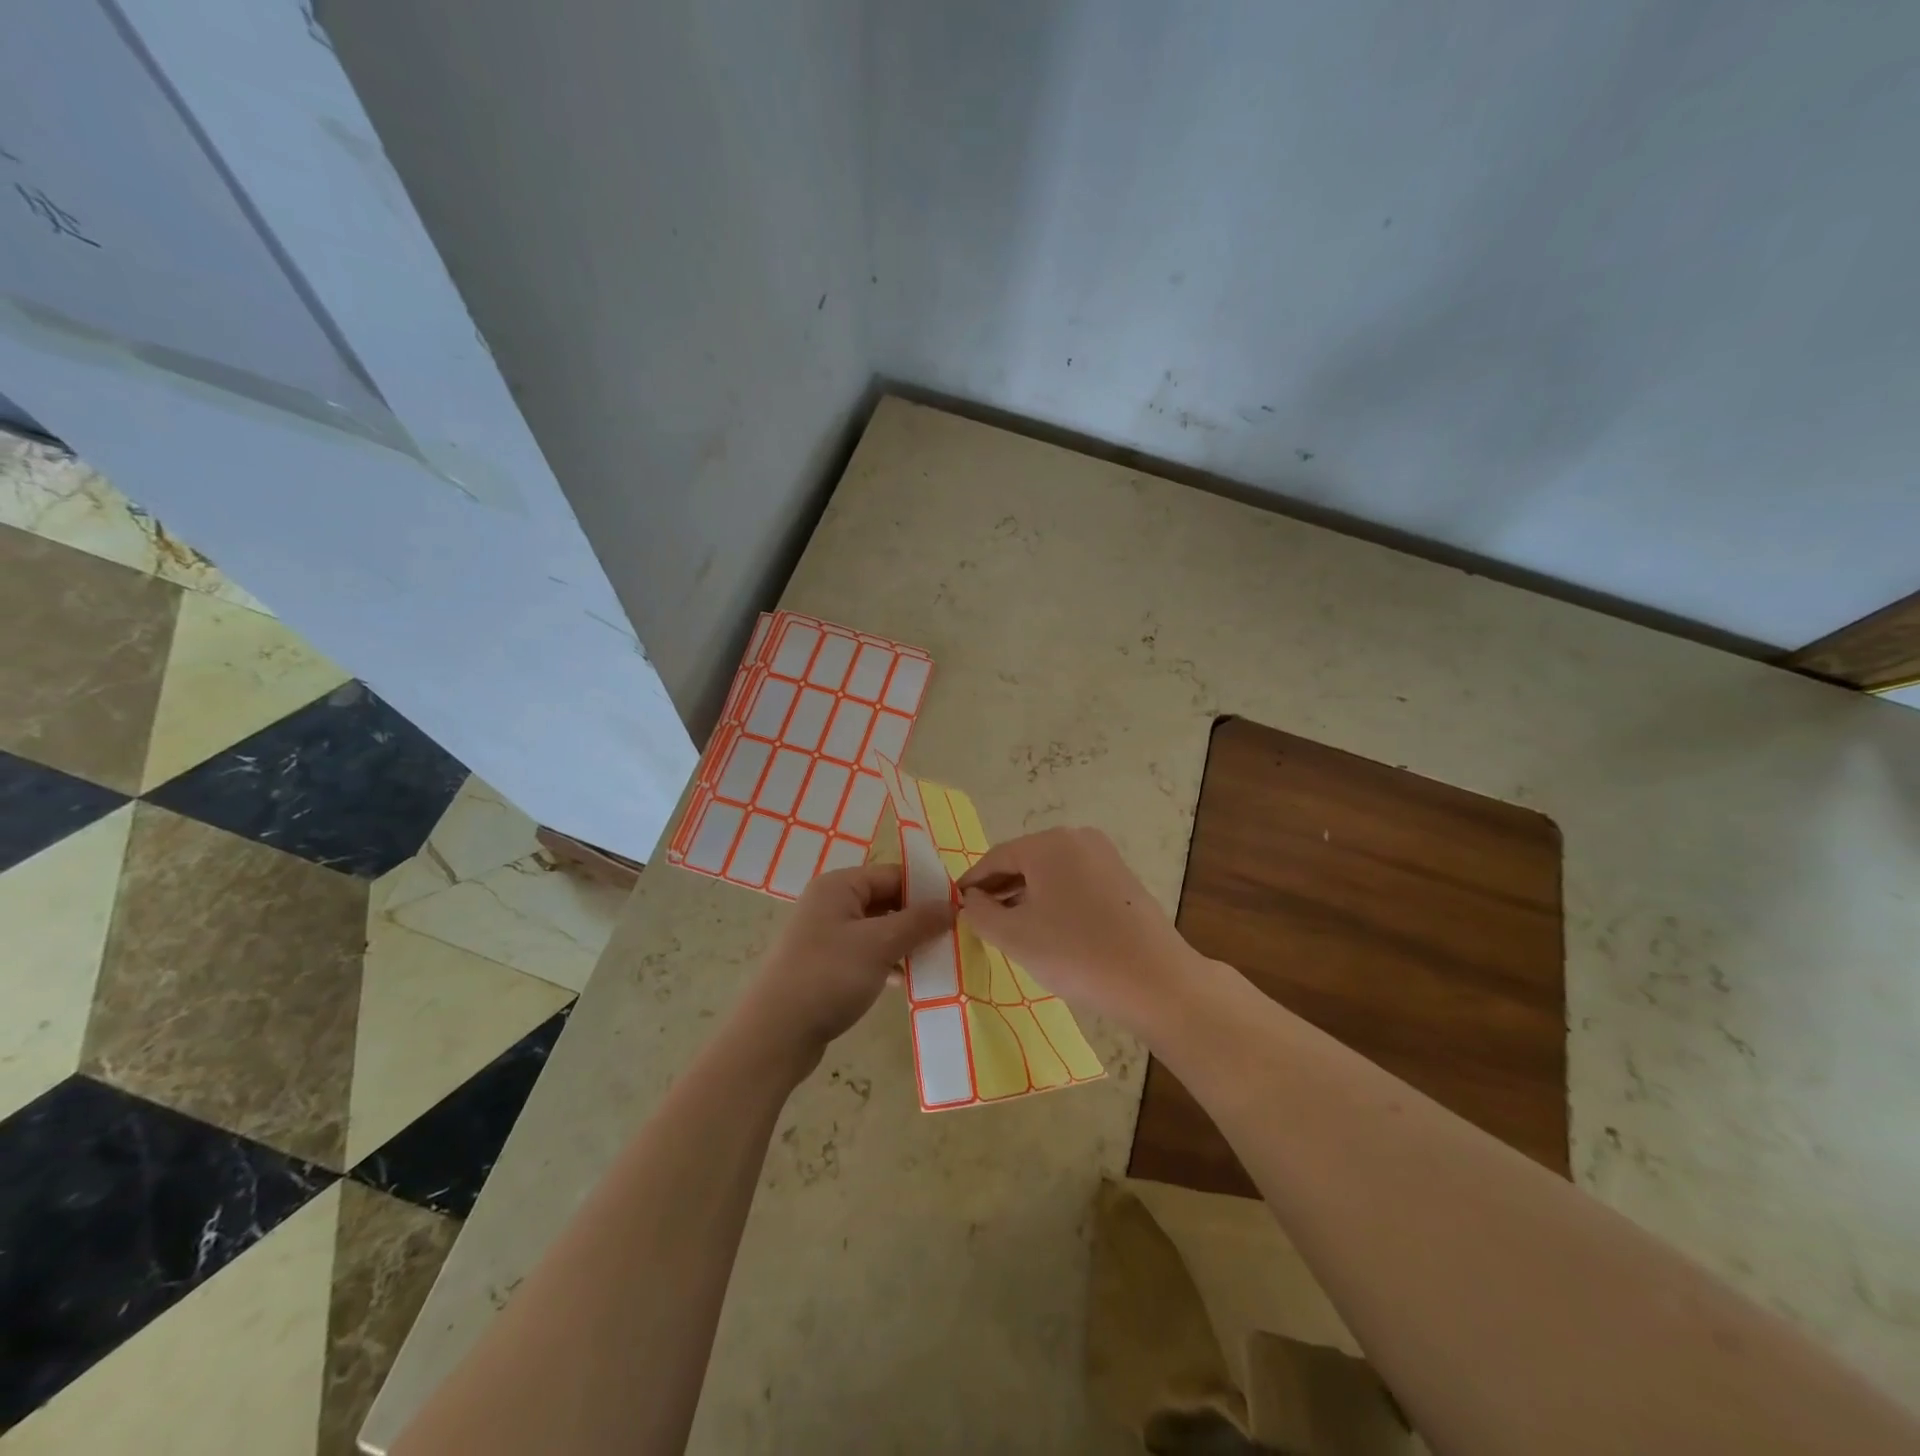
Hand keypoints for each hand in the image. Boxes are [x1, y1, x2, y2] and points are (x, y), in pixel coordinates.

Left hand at [739, 863, 954, 1070]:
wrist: (774, 1035)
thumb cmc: (829, 976)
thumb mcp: (880, 944)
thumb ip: (919, 921)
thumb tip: (953, 905)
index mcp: (839, 886)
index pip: (893, 874)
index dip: (926, 889)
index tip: (958, 910)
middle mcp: (829, 903)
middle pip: (885, 900)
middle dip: (917, 918)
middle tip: (951, 937)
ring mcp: (824, 935)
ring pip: (876, 929)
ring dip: (904, 942)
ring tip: (935, 959)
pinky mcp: (824, 965)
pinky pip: (864, 953)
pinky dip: (886, 962)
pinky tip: (905, 980)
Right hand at [957, 827, 1200, 1032]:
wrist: (1154, 980)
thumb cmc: (1076, 953)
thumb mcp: (1014, 936)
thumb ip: (980, 914)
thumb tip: (970, 900)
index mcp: (1049, 844)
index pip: (996, 857)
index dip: (972, 882)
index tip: (956, 904)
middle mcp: (1078, 838)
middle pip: (1025, 860)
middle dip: (1000, 888)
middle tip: (980, 918)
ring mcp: (1105, 857)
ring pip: (1051, 872)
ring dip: (1026, 895)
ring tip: (1010, 927)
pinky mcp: (1123, 879)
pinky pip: (1075, 881)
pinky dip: (1055, 899)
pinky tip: (1049, 928)